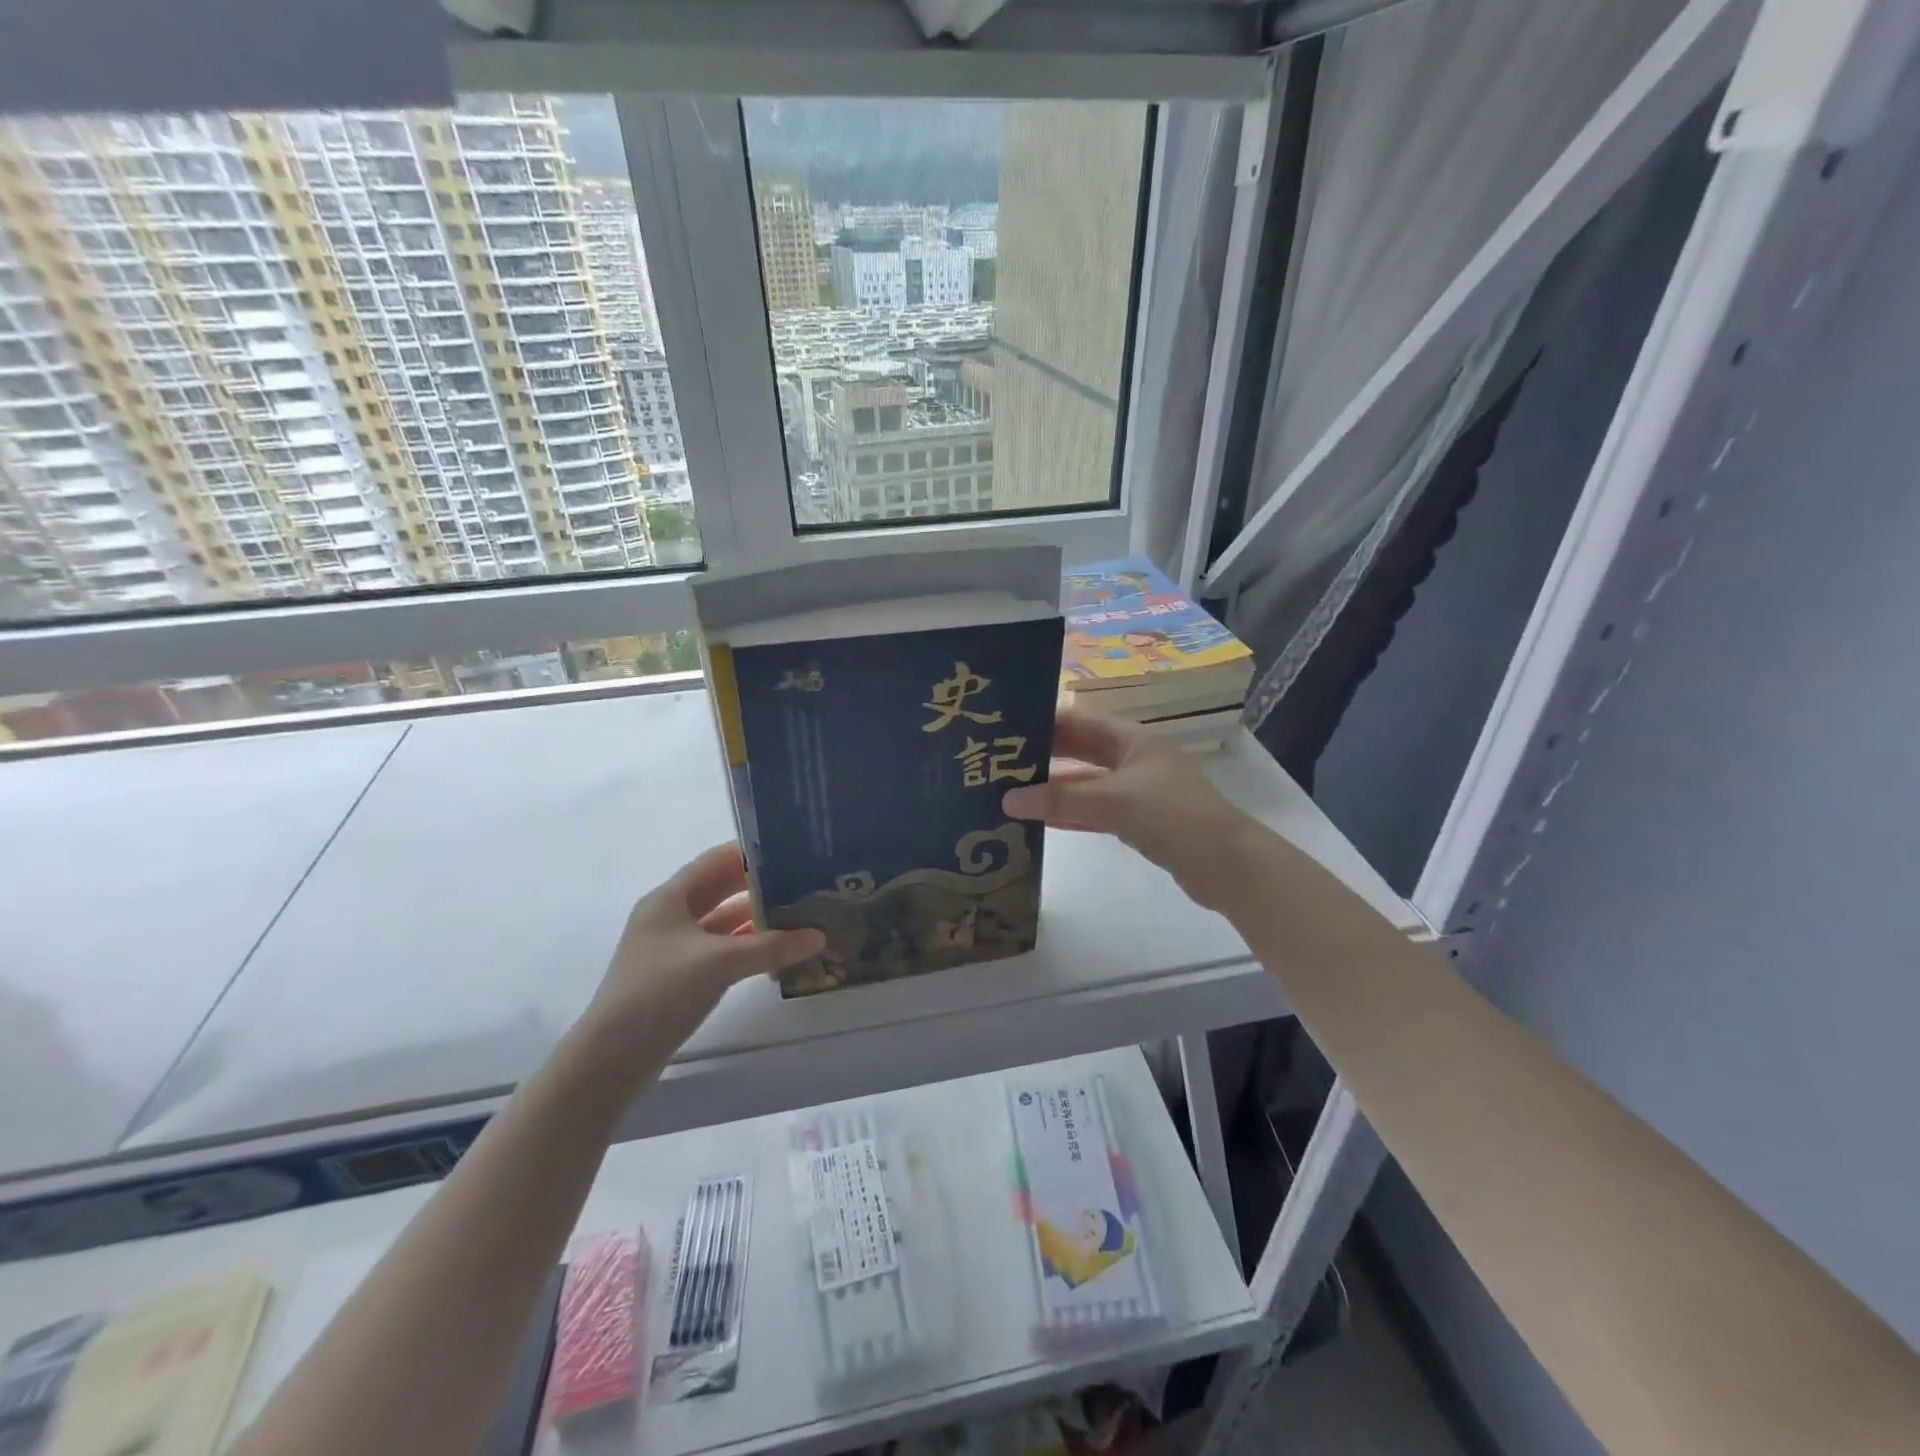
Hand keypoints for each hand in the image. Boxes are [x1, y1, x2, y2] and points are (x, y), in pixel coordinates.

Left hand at [583, 844, 824, 1054]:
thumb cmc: (660, 992)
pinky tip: (776, 950)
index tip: (790, 850)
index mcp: (669, 899)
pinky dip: (746, 946)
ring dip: (756, 918)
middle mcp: (669, 916)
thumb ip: (771, 946)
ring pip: (721, 922)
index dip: (750, 854)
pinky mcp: (679, 975)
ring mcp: (673, 947)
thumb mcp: (719, 963)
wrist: (612, 1058)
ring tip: (798, 913)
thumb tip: (819, 936)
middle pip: (720, 890)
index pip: (715, 861)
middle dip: (759, 886)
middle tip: (802, 881)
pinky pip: (719, 949)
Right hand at [1002, 708, 1261, 911]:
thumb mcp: (1114, 802)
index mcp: (1132, 739)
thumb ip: (1060, 800)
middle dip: (1043, 756)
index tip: (1004, 731)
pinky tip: (1039, 820)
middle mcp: (1133, 759)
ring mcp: (1137, 791)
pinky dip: (1071, 814)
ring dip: (1053, 789)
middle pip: (1080, 751)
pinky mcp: (1139, 821)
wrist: (1228, 866)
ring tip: (1010, 792)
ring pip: (1086, 784)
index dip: (1043, 722)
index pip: (1078, 720)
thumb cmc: (1174, 817)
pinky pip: (1096, 811)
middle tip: (998, 763)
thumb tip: (1007, 799)